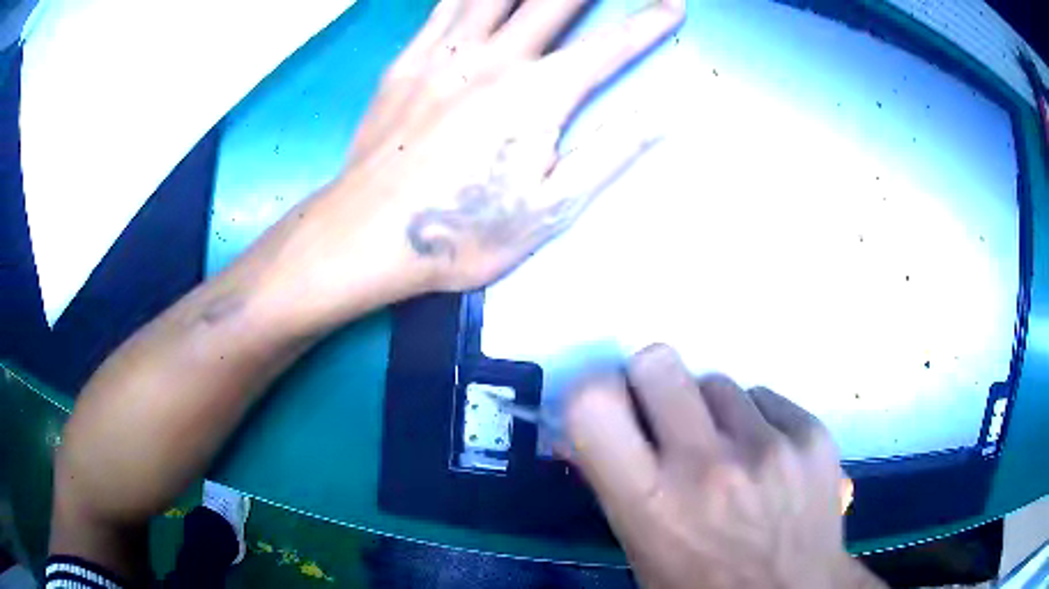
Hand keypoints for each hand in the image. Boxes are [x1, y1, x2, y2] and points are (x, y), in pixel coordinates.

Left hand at [308, 0, 682, 297]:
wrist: (368, 235)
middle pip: (553, 1)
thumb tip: (662, 116)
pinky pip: (443, 7)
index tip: (674, 4)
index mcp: (539, 95)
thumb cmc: (462, 231)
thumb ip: (610, 153)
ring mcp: (445, 54)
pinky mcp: (407, 61)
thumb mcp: (551, 209)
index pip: (609, 46)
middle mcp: (495, 59)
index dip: (647, 23)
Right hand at [564, 345, 885, 588]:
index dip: (594, 393)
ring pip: (718, 383)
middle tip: (667, 416)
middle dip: (654, 382)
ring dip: (712, 412)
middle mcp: (707, 466)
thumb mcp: (641, 547)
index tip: (612, 407)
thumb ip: (613, 484)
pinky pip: (765, 399)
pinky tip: (767, 460)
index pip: (593, 403)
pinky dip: (757, 421)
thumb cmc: (702, 585)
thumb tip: (579, 432)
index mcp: (651, 504)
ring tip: (728, 453)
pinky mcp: (812, 435)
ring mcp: (768, 447)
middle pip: (658, 361)